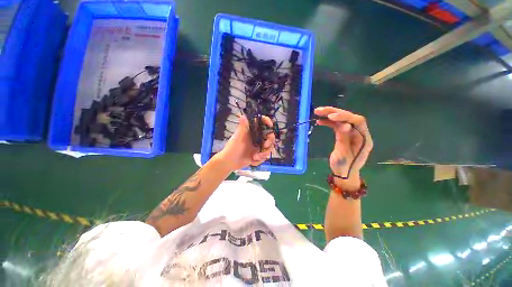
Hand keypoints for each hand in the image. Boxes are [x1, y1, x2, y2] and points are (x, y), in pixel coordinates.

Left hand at [216, 115, 275, 170]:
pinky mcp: (258, 154)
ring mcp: (258, 146)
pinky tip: (252, 161)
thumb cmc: (232, 148)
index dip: (267, 122)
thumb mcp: (238, 137)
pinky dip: (259, 160)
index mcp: (252, 131)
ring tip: (255, 157)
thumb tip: (242, 115)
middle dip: (269, 142)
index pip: (261, 123)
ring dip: (264, 154)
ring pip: (269, 148)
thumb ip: (242, 127)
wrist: (229, 162)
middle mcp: (256, 138)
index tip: (270, 126)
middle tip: (265, 145)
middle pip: (269, 136)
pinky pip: (264, 157)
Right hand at [314, 107, 372, 189]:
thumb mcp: (343, 155)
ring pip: (341, 120)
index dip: (345, 117)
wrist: (344, 174)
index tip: (331, 116)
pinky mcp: (344, 135)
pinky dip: (328, 123)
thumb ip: (344, 139)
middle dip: (334, 112)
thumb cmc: (345, 168)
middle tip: (319, 110)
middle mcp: (359, 133)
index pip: (357, 121)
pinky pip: (337, 126)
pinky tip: (320, 121)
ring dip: (329, 115)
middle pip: (349, 118)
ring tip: (317, 112)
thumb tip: (344, 125)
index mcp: (364, 139)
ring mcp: (351, 134)